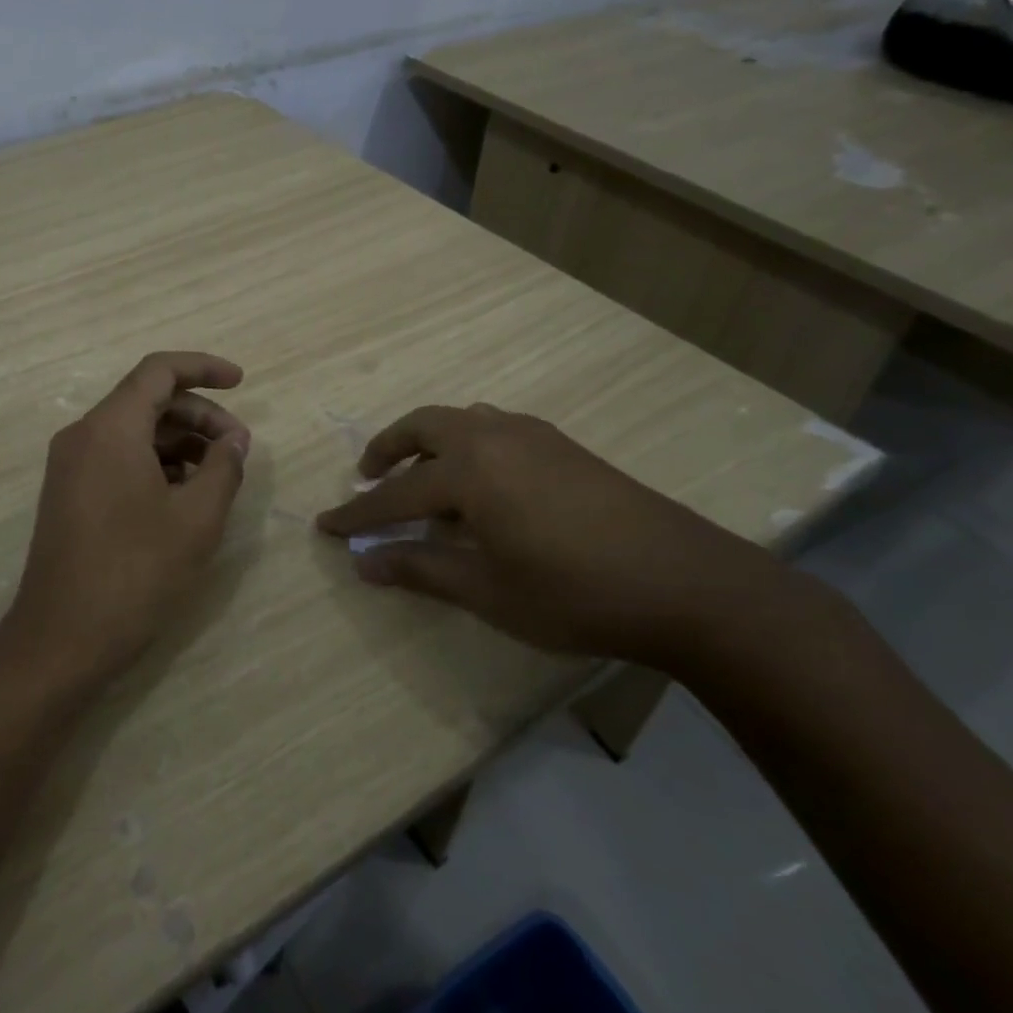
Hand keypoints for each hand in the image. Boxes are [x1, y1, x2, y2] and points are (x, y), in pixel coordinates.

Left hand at [0, 352, 250, 690]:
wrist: (61, 640)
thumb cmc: (135, 573)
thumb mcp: (196, 519)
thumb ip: (223, 467)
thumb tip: (234, 439)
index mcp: (110, 428)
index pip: (159, 371)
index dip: (203, 368)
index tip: (241, 382)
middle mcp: (83, 435)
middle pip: (147, 400)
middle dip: (199, 415)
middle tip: (238, 447)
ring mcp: (70, 465)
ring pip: (133, 431)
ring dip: (179, 441)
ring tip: (217, 475)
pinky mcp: (68, 493)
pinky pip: (117, 457)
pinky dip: (155, 462)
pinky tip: (183, 495)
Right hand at [314, 404, 785, 667]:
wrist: (686, 582)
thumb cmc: (575, 592)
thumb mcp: (488, 590)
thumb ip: (421, 569)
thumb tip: (364, 564)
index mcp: (469, 470)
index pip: (396, 493)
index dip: (358, 514)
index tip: (326, 525)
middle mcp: (493, 436)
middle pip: (423, 427)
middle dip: (387, 449)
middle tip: (368, 475)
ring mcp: (532, 435)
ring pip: (461, 420)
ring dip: (429, 441)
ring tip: (422, 475)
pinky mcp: (562, 445)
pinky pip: (495, 427)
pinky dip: (467, 443)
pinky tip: (482, 481)